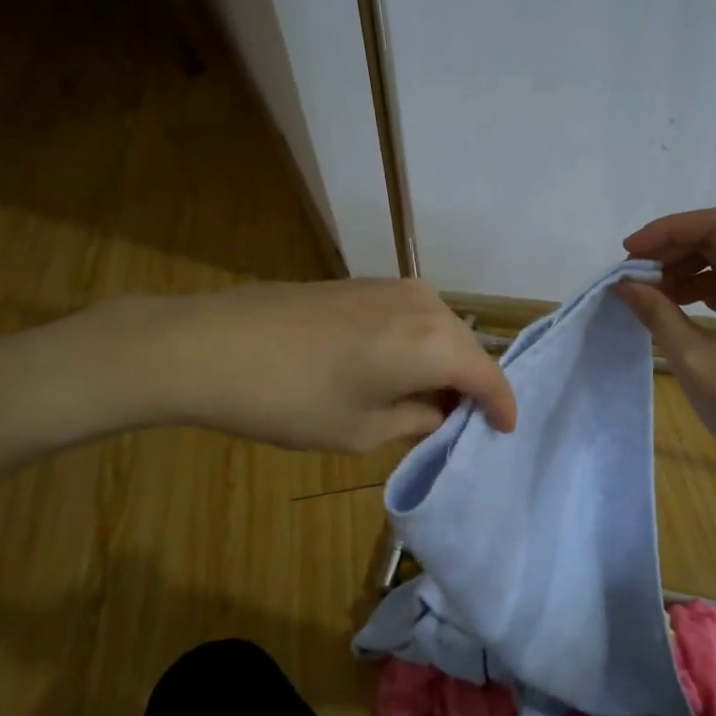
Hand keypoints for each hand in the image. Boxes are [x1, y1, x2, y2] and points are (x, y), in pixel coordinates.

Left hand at [106, 280, 516, 452]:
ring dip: (441, 364)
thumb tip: (440, 411)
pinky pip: (412, 317)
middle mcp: (426, 303)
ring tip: (424, 402)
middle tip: (458, 425)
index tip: (504, 431)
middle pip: (466, 349)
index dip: (501, 406)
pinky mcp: (363, 283)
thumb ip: (417, 419)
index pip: (488, 376)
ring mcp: (392, 286)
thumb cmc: (292, 400)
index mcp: (435, 342)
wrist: (210, 346)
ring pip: (439, 330)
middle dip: (469, 386)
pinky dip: (415, 345)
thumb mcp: (361, 429)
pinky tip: (393, 371)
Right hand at [614, 208, 715, 488]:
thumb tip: (622, 285)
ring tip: (644, 294)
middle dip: (670, 251)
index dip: (667, 231)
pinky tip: (668, 306)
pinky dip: (697, 291)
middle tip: (630, 275)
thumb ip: (657, 314)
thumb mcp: (696, 360)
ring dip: (681, 271)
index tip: (629, 254)